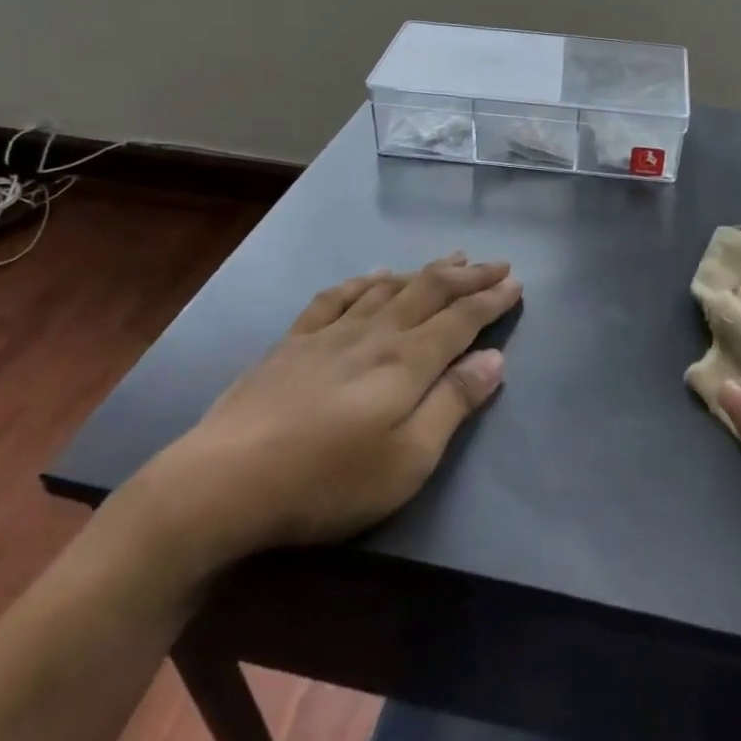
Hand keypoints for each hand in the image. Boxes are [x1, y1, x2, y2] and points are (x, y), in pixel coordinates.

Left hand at [122, 255, 521, 584]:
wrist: (223, 481)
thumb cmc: (328, 480)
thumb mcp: (408, 459)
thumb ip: (453, 404)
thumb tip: (495, 359)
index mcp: (407, 362)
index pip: (461, 319)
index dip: (491, 299)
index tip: (516, 283)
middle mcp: (374, 334)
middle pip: (430, 292)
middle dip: (468, 276)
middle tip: (497, 263)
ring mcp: (330, 334)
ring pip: (389, 288)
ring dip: (425, 271)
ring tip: (451, 258)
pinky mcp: (293, 343)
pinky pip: (336, 297)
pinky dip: (364, 281)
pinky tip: (373, 276)